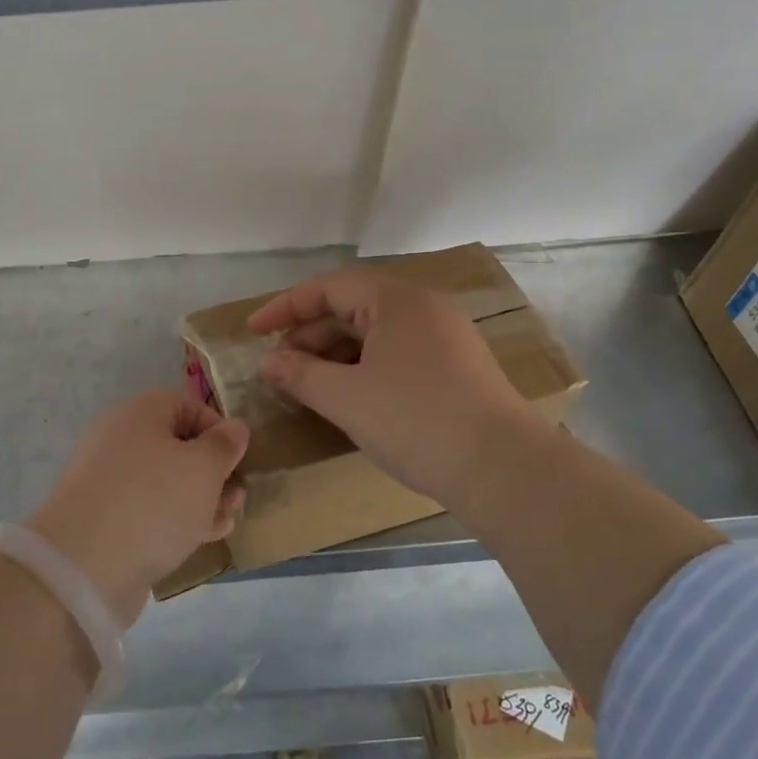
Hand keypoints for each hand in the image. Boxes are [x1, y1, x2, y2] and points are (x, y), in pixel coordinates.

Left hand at [28, 391, 248, 626]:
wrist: (84, 564)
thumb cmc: (153, 501)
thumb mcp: (203, 468)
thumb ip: (224, 445)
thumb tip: (234, 428)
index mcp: (140, 412)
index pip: (189, 407)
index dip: (220, 431)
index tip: (241, 461)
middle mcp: (120, 438)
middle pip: (178, 447)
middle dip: (213, 472)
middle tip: (237, 499)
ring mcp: (108, 479)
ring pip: (165, 481)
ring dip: (200, 499)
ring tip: (225, 523)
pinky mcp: (104, 517)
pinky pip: (148, 508)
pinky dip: (175, 518)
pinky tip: (200, 538)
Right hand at [248, 269, 538, 506]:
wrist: (505, 470)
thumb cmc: (416, 421)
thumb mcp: (346, 398)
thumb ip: (300, 374)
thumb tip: (270, 362)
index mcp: (396, 301)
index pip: (328, 288)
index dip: (284, 307)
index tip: (252, 331)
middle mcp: (423, 308)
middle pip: (352, 309)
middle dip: (310, 336)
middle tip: (280, 368)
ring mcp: (446, 338)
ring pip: (375, 335)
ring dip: (335, 356)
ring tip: (308, 386)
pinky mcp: (457, 369)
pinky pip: (396, 355)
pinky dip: (364, 369)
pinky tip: (350, 398)